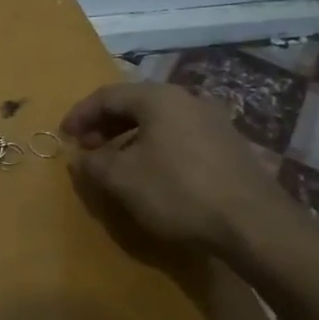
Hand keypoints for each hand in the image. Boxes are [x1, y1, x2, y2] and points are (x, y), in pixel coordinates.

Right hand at [60, 80, 288, 265]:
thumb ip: (93, 163)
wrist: (254, 224)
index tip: (64, 136)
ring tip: (115, 162)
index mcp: (158, 98)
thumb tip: (80, 156)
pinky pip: (178, 135)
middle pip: (134, 103)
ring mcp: (212, 120)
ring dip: (129, 137)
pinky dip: (154, 146)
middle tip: (87, 148)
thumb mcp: (122, 179)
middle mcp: (187, 99)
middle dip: (105, 124)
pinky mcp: (228, 145)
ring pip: (158, 120)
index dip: (80, 114)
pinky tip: (152, 173)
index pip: (107, 95)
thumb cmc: (178, 192)